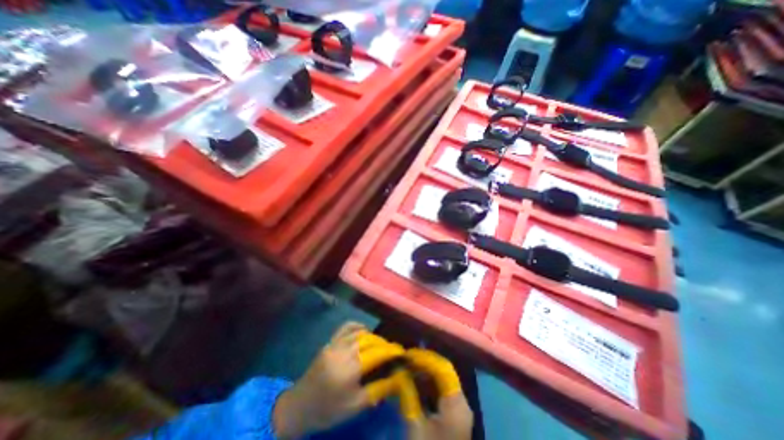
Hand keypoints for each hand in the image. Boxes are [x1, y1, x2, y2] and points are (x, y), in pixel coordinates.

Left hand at [272, 321, 403, 437]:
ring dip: (372, 336)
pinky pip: (345, 327)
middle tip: (391, 350)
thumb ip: (378, 390)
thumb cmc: (329, 409)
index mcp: (349, 369)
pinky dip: (357, 326)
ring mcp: (335, 344)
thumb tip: (396, 378)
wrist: (300, 405)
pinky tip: (364, 331)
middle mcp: (343, 352)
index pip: (376, 353)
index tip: (400, 352)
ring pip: (359, 333)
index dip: (390, 350)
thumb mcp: (355, 406)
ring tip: (379, 344)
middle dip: (383, 343)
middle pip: (369, 340)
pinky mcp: (329, 342)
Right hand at [399, 348, 469, 439]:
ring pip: (443, 381)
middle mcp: (461, 402)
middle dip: (424, 363)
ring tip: (407, 368)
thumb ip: (408, 393)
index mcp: (456, 404)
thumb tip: (400, 370)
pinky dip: (428, 385)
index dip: (425, 358)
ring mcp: (459, 410)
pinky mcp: (454, 417)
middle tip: (406, 360)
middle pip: (444, 373)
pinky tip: (414, 384)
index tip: (408, 354)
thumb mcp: (415, 425)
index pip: (443, 369)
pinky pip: (441, 392)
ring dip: (425, 373)